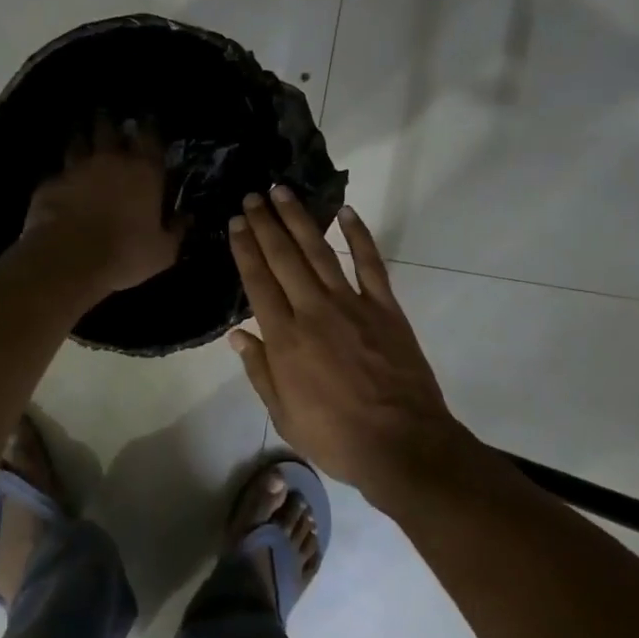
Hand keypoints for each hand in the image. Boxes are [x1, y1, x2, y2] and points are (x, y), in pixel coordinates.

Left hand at [23, 121, 181, 297]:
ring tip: (81, 137)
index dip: (150, 126)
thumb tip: (186, 218)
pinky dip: (61, 175)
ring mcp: (76, 169)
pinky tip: (60, 181)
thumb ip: (175, 230)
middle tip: (108, 118)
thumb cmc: (126, 254)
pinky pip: (57, 173)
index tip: (148, 119)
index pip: (150, 137)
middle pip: (108, 129)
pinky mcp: (50, 184)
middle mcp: (110, 161)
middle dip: (109, 122)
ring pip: (77, 142)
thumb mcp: (163, 251)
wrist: (69, 260)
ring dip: (81, 139)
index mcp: (144, 172)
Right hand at [226, 187, 468, 501]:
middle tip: (252, 196)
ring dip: (299, 219)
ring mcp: (352, 305)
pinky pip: (370, 263)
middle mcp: (313, 312)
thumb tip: (238, 335)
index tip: (236, 222)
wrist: (402, 445)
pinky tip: (346, 211)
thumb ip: (260, 371)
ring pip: (320, 252)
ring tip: (282, 192)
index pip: (258, 282)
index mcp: (285, 339)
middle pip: (284, 258)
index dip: (245, 249)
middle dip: (265, 224)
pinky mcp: (385, 308)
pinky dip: (359, 235)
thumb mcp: (284, 415)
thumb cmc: (336, 437)